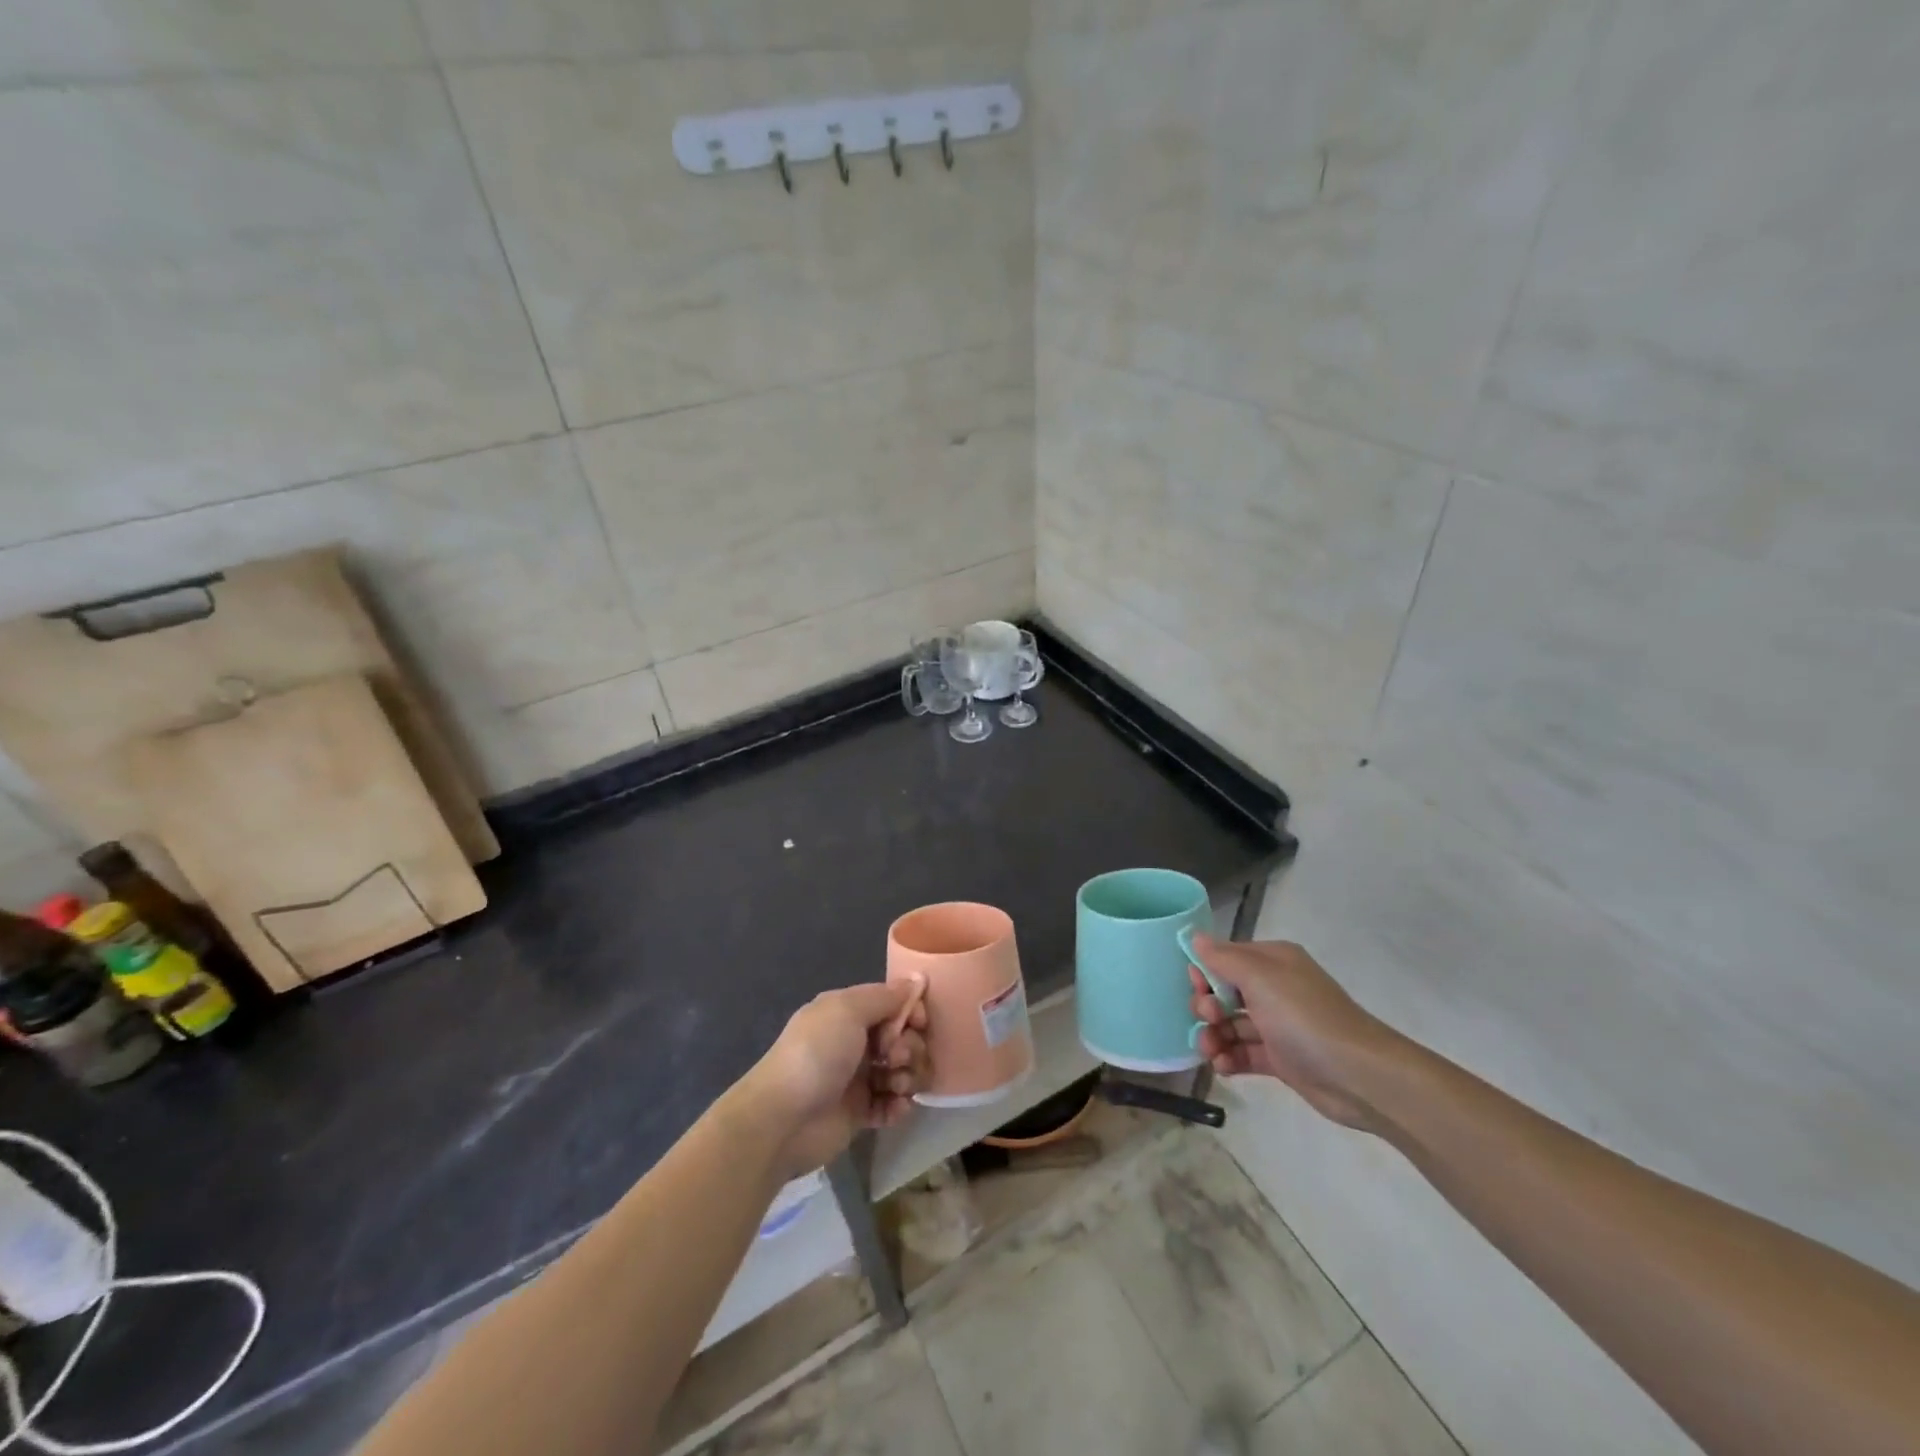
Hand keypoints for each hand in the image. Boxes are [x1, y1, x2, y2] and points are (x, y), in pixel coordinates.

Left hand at [744, 980, 928, 1177]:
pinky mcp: (860, 1113)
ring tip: (895, 1086)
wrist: (783, 1119)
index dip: (912, 1011)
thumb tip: (917, 979)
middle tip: (894, 1058)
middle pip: (903, 1038)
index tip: (919, 1023)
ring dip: (908, 1077)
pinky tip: (894, 1108)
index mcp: (849, 1013)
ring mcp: (858, 1078)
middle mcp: (856, 1042)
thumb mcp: (848, 1010)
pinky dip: (899, 1105)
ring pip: (902, 1071)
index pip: (894, 1004)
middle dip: (910, 1047)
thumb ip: (885, 996)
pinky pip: (893, 1104)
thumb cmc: (816, 1054)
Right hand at [1187, 936, 1398, 1132]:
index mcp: (1272, 962)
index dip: (1205, 971)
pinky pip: (1245, 1053)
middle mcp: (1274, 989)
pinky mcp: (1282, 1058)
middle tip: (1209, 1019)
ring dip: (1213, 1035)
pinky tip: (1222, 1067)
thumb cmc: (1305, 1017)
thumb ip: (1223, 958)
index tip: (1196, 988)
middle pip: (1224, 992)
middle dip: (1207, 1006)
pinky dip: (1229, 1058)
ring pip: (1231, 1024)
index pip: (1225, 957)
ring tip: (1211, 1052)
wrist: (1359, 1076)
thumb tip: (1195, 937)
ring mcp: (1278, 1025)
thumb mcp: (1260, 979)